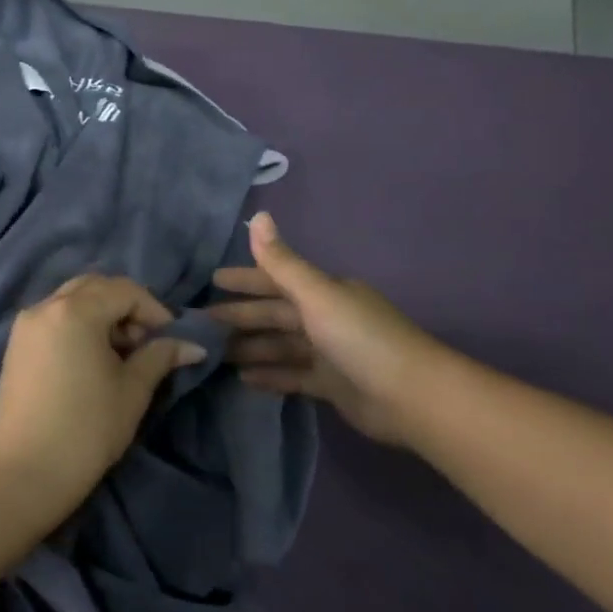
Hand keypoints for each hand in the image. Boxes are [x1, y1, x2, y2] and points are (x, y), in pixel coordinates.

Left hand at [0, 274, 206, 521]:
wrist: (24, 475)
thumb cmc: (87, 429)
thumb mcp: (132, 390)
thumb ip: (161, 356)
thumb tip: (193, 345)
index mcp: (75, 310)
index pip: (125, 291)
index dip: (154, 311)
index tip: (171, 341)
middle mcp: (45, 307)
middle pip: (95, 288)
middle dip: (126, 308)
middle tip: (145, 343)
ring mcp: (25, 326)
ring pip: (72, 301)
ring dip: (101, 315)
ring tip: (120, 355)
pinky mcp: (15, 347)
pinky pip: (53, 319)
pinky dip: (77, 326)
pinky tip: (90, 362)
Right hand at [209, 213, 446, 450]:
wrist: (410, 396)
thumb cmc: (360, 337)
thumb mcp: (317, 294)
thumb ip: (282, 262)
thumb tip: (258, 215)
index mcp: (324, 292)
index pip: (276, 280)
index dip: (244, 280)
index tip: (211, 281)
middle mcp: (326, 317)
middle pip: (275, 314)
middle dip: (241, 316)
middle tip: (201, 323)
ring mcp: (329, 353)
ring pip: (280, 346)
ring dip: (250, 347)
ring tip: (214, 354)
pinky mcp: (332, 385)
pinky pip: (292, 376)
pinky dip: (270, 375)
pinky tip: (242, 379)